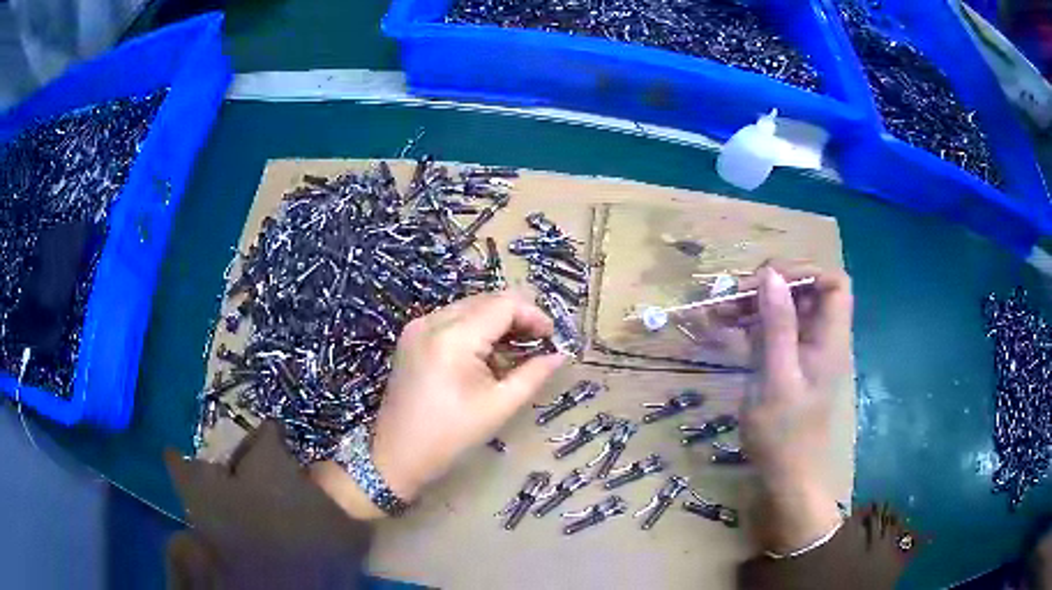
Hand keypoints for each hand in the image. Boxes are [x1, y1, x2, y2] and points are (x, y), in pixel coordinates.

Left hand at [311, 292, 564, 518]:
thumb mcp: (499, 406)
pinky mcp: (411, 337)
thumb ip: (533, 375)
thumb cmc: (450, 437)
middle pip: (486, 300)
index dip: (533, 315)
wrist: (397, 456)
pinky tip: (485, 355)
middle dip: (516, 317)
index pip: (504, 304)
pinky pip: (452, 319)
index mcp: (453, 337)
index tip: (551, 337)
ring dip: (496, 322)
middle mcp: (431, 321)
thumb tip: (560, 354)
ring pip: (469, 307)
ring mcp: (417, 327)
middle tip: (538, 344)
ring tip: (515, 351)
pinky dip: (475, 329)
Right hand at [732, 262, 852, 552]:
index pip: (833, 283)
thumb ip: (777, 325)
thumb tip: (770, 274)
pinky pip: (769, 334)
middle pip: (804, 292)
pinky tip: (719, 328)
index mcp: (830, 338)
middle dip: (768, 286)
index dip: (805, 271)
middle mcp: (820, 339)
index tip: (767, 279)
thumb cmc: (785, 435)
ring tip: (715, 310)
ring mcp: (802, 352)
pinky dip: (747, 327)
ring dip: (751, 305)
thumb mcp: (777, 378)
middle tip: (731, 295)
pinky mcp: (786, 366)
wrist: (785, 481)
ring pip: (783, 311)